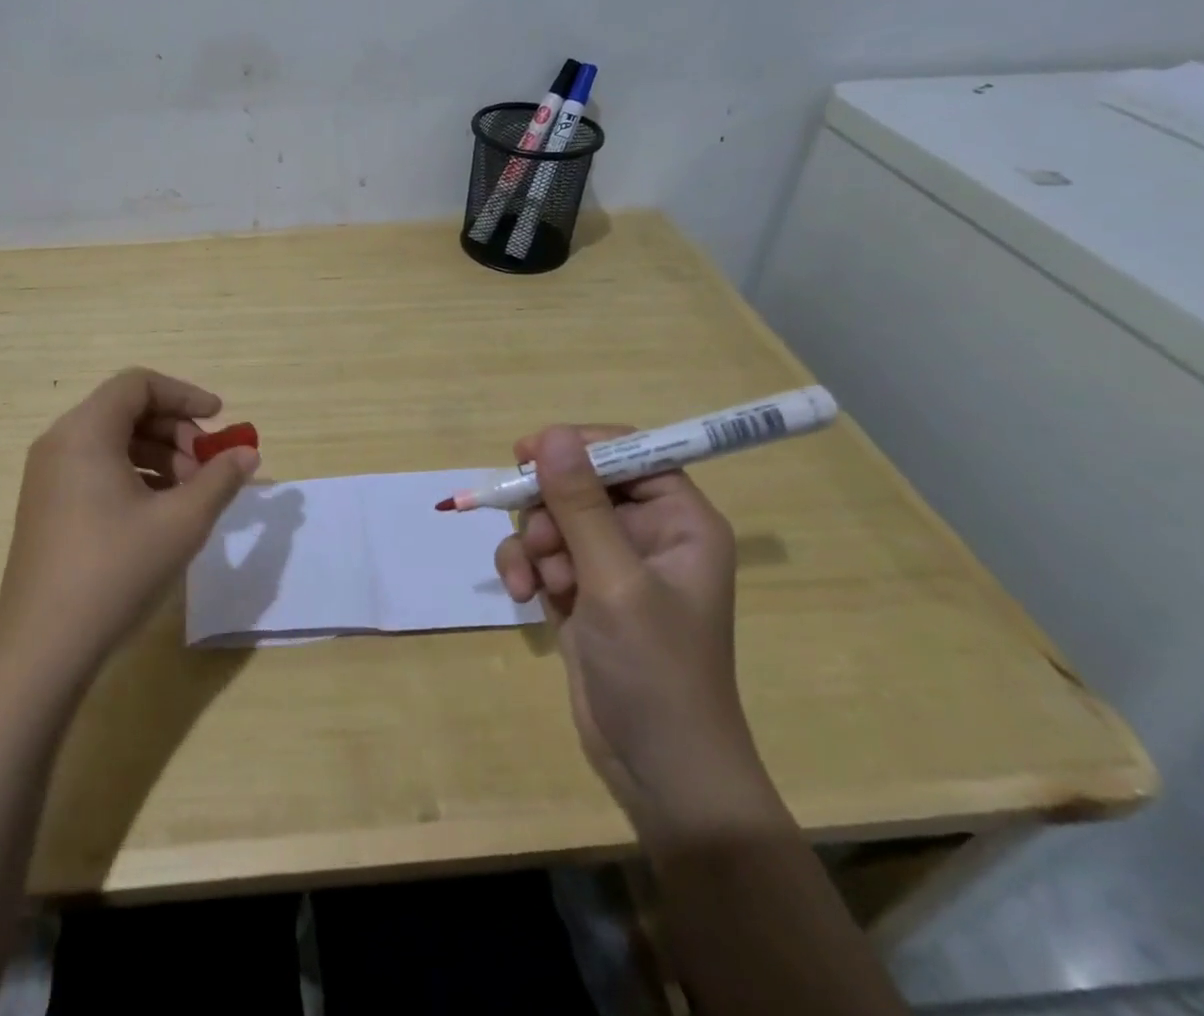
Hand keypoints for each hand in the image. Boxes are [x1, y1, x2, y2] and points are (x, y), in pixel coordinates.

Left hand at [0, 368, 258, 680]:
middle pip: (126, 410)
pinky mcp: (47, 506)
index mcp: (85, 432)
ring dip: (159, 456)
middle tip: (208, 468)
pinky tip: (160, 513)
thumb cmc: (116, 570)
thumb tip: (248, 453)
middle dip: (176, 431)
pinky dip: (135, 476)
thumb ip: (220, 479)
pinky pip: (97, 468)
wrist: (42, 648)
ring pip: (113, 441)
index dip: (185, 395)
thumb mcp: (182, 522)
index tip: (220, 420)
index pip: (139, 385)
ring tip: (190, 495)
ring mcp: (48, 476)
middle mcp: (60, 443)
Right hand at [494, 425, 784, 843]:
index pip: (629, 452)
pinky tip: (524, 597)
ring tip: (536, 582)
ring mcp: (610, 563)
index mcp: (678, 520)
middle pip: (580, 483)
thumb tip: (551, 434)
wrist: (657, 769)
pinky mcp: (581, 590)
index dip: (579, 447)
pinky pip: (541, 554)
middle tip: (538, 540)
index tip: (528, 454)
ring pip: (552, 518)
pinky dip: (526, 568)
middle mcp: (646, 533)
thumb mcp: (614, 579)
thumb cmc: (656, 668)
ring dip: (533, 544)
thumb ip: (580, 504)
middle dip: (548, 508)